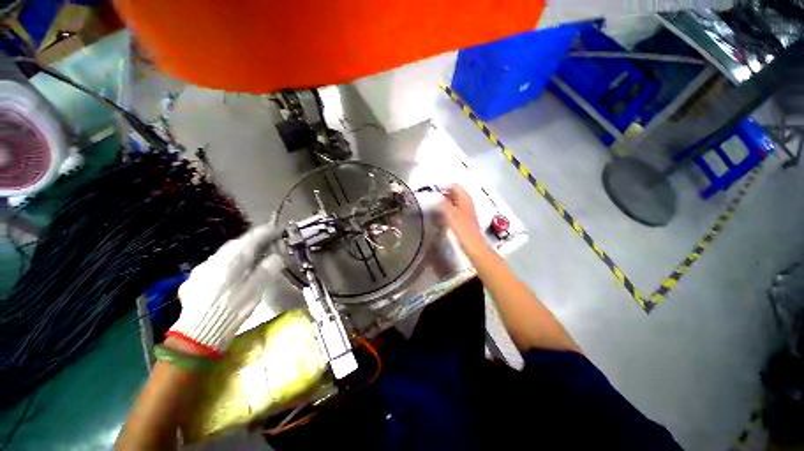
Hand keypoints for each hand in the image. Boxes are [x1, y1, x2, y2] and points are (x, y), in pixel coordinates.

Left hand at [168, 223, 284, 356]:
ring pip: (224, 254)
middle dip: (253, 241)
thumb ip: (268, 268)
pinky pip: (214, 266)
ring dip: (239, 252)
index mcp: (233, 259)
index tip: (278, 229)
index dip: (267, 231)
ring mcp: (201, 269)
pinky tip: (229, 275)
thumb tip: (276, 256)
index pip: (252, 238)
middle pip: (237, 244)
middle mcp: (215, 259)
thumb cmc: (233, 308)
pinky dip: (226, 264)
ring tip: (250, 258)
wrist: (198, 333)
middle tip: (267, 243)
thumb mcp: (257, 288)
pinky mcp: (193, 281)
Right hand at [439, 184, 484, 252]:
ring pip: (454, 202)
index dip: (444, 187)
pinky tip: (441, 216)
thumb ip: (443, 203)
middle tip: (432, 199)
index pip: (455, 186)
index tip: (434, 192)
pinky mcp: (464, 219)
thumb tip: (437, 197)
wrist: (472, 245)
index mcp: (465, 199)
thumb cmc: (462, 229)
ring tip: (435, 207)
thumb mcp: (450, 214)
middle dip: (444, 194)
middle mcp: (467, 202)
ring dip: (445, 203)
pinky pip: (455, 210)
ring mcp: (466, 211)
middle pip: (455, 193)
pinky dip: (448, 210)